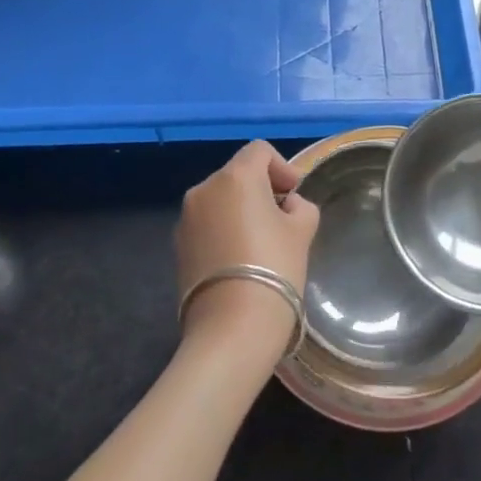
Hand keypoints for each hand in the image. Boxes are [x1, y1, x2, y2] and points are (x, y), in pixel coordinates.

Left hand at [176, 141, 319, 355]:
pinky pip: (207, 225)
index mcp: (236, 177)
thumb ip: (300, 206)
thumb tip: (287, 206)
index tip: (295, 193)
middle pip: (237, 174)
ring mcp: (186, 219)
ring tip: (261, 241)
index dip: (282, 166)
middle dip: (261, 189)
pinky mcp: (177, 247)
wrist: (231, 329)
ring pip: (220, 200)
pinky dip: (224, 230)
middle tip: (283, 218)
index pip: (259, 151)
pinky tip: (240, 259)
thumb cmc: (274, 268)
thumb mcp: (302, 231)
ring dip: (241, 210)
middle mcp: (204, 189)